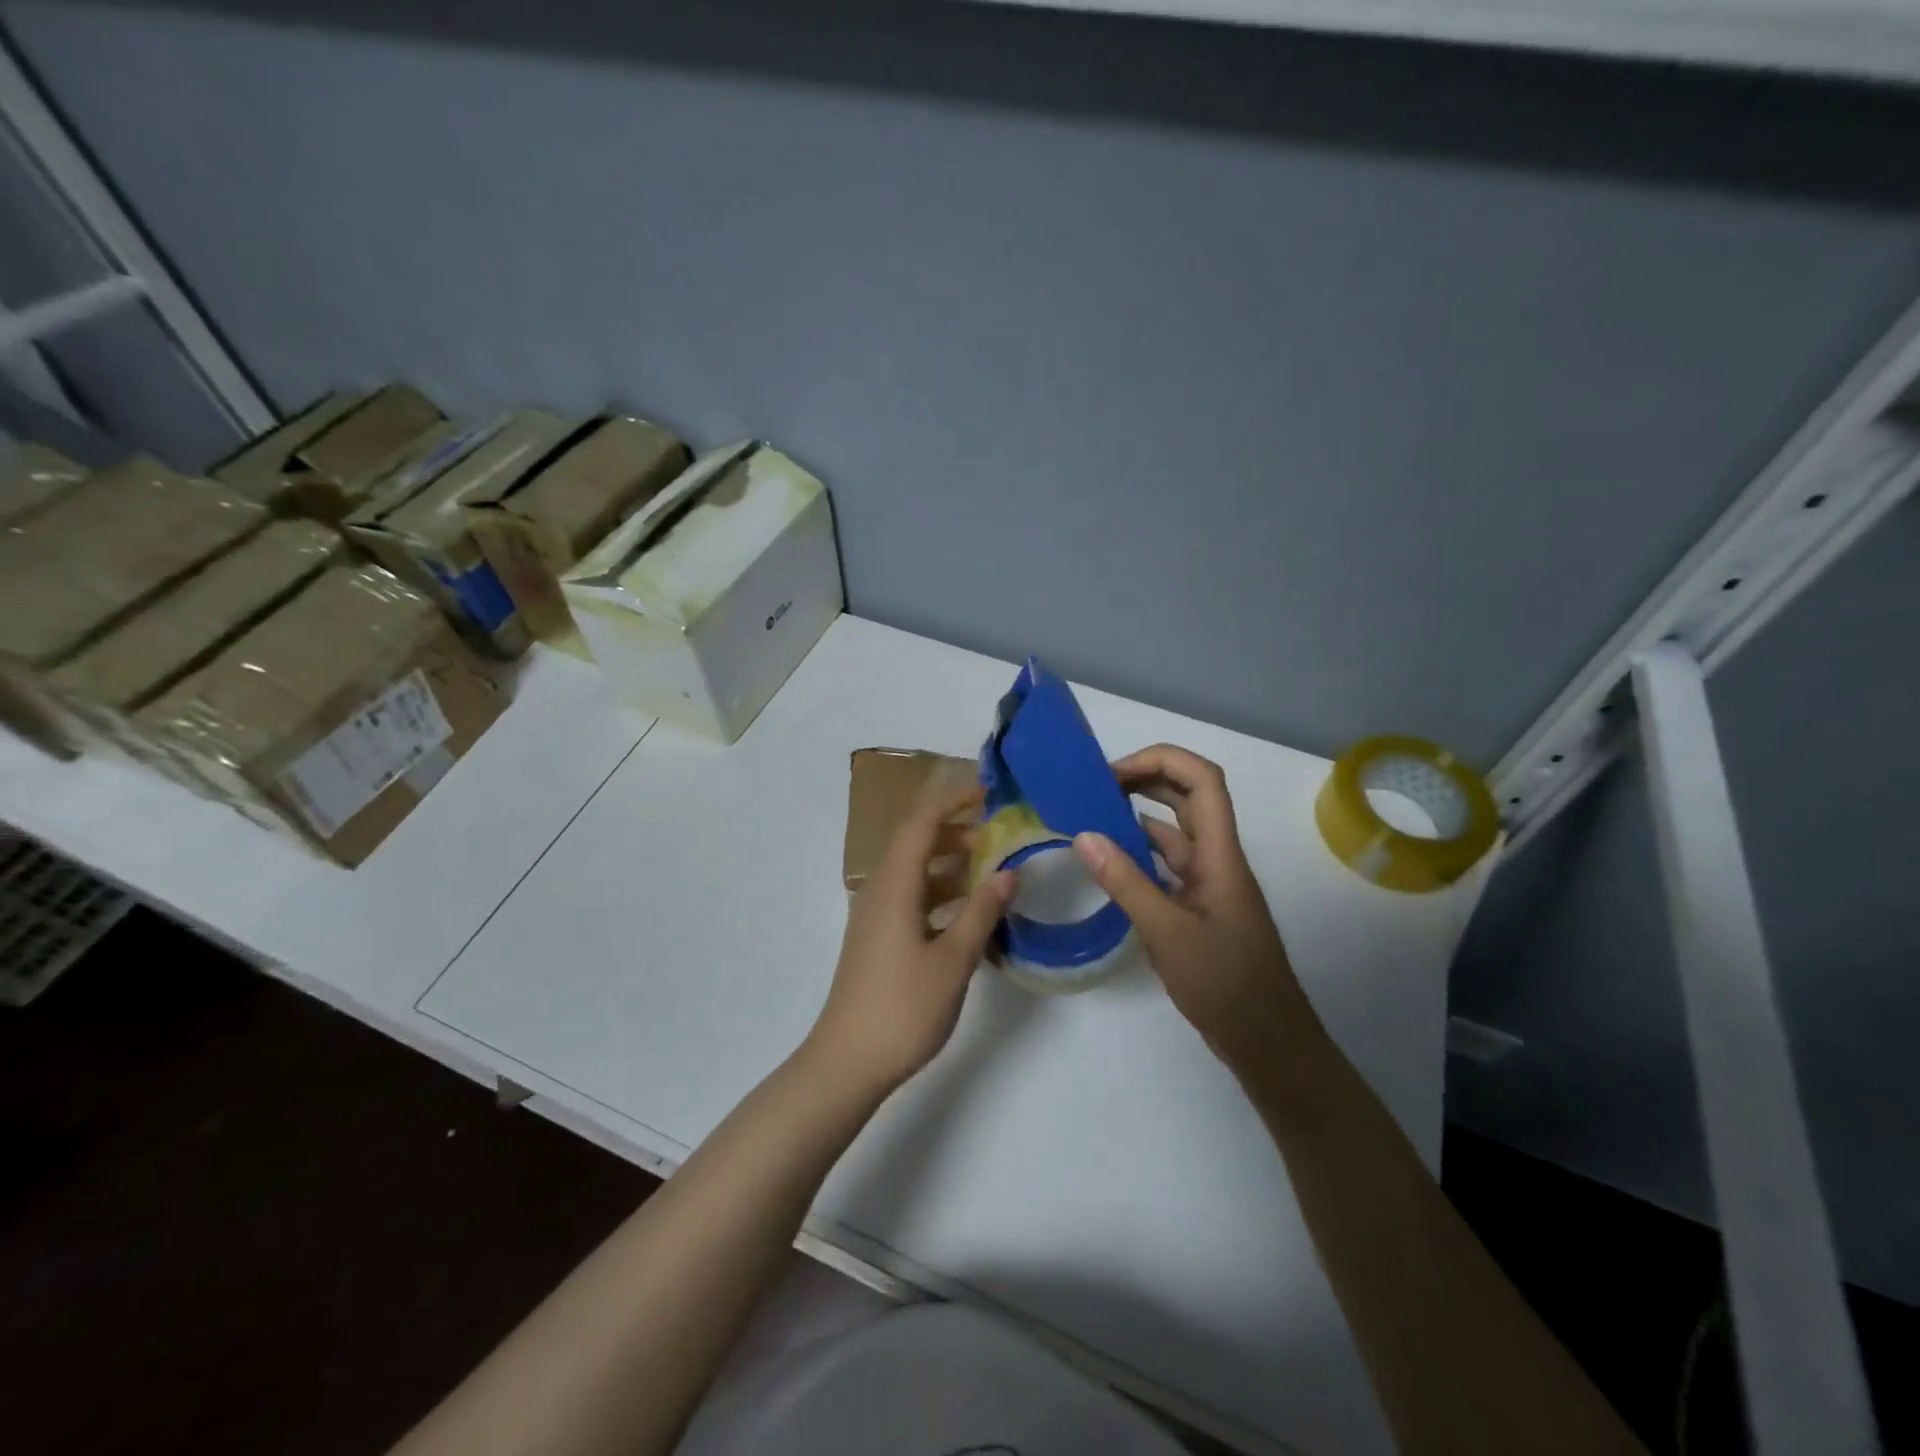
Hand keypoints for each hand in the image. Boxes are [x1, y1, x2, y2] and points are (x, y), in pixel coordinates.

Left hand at [807, 782, 1015, 1097]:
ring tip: (990, 871)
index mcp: (894, 885)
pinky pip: (911, 898)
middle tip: (998, 837)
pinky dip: (939, 893)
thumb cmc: (903, 1007)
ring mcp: (875, 915)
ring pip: (914, 872)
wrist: (847, 1062)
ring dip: (949, 864)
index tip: (989, 794)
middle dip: (956, 831)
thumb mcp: (954, 959)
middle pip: (915, 842)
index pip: (921, 822)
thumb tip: (1010, 871)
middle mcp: (879, 890)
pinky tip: (968, 913)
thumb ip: (983, 911)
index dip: (953, 800)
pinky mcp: (877, 938)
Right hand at [1073, 744, 1319, 1073]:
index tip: (1113, 773)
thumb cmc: (1226, 985)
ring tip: (1091, 818)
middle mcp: (1217, 859)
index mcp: (1221, 854)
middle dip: (1145, 779)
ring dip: (1138, 817)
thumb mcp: (1168, 933)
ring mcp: (1208, 884)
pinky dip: (1138, 856)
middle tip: (1094, 788)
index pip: (1202, 781)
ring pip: (1175, 832)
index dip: (1161, 761)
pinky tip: (1108, 864)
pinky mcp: (1198, 907)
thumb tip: (1083, 835)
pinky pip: (1167, 866)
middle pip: (1188, 797)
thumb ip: (1125, 883)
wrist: (1267, 1042)